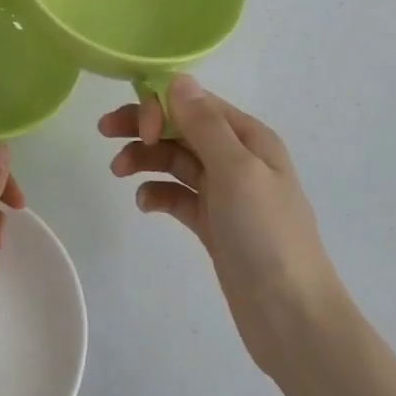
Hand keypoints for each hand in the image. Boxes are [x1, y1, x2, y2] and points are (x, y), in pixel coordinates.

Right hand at [102, 76, 346, 376]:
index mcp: (249, 138)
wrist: (290, 315)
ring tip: (118, 172)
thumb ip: (204, 125)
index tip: (138, 129)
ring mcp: (225, 193)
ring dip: (146, 159)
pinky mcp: (213, 224)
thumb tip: (178, 80)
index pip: (196, 104)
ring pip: (176, 161)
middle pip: (182, 129)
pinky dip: (158, 193)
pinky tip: (145, 204)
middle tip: (105, 132)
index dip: (161, 106)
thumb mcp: (236, 171)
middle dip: (145, 127)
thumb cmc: (265, 235)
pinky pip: (178, 196)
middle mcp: (237, 159)